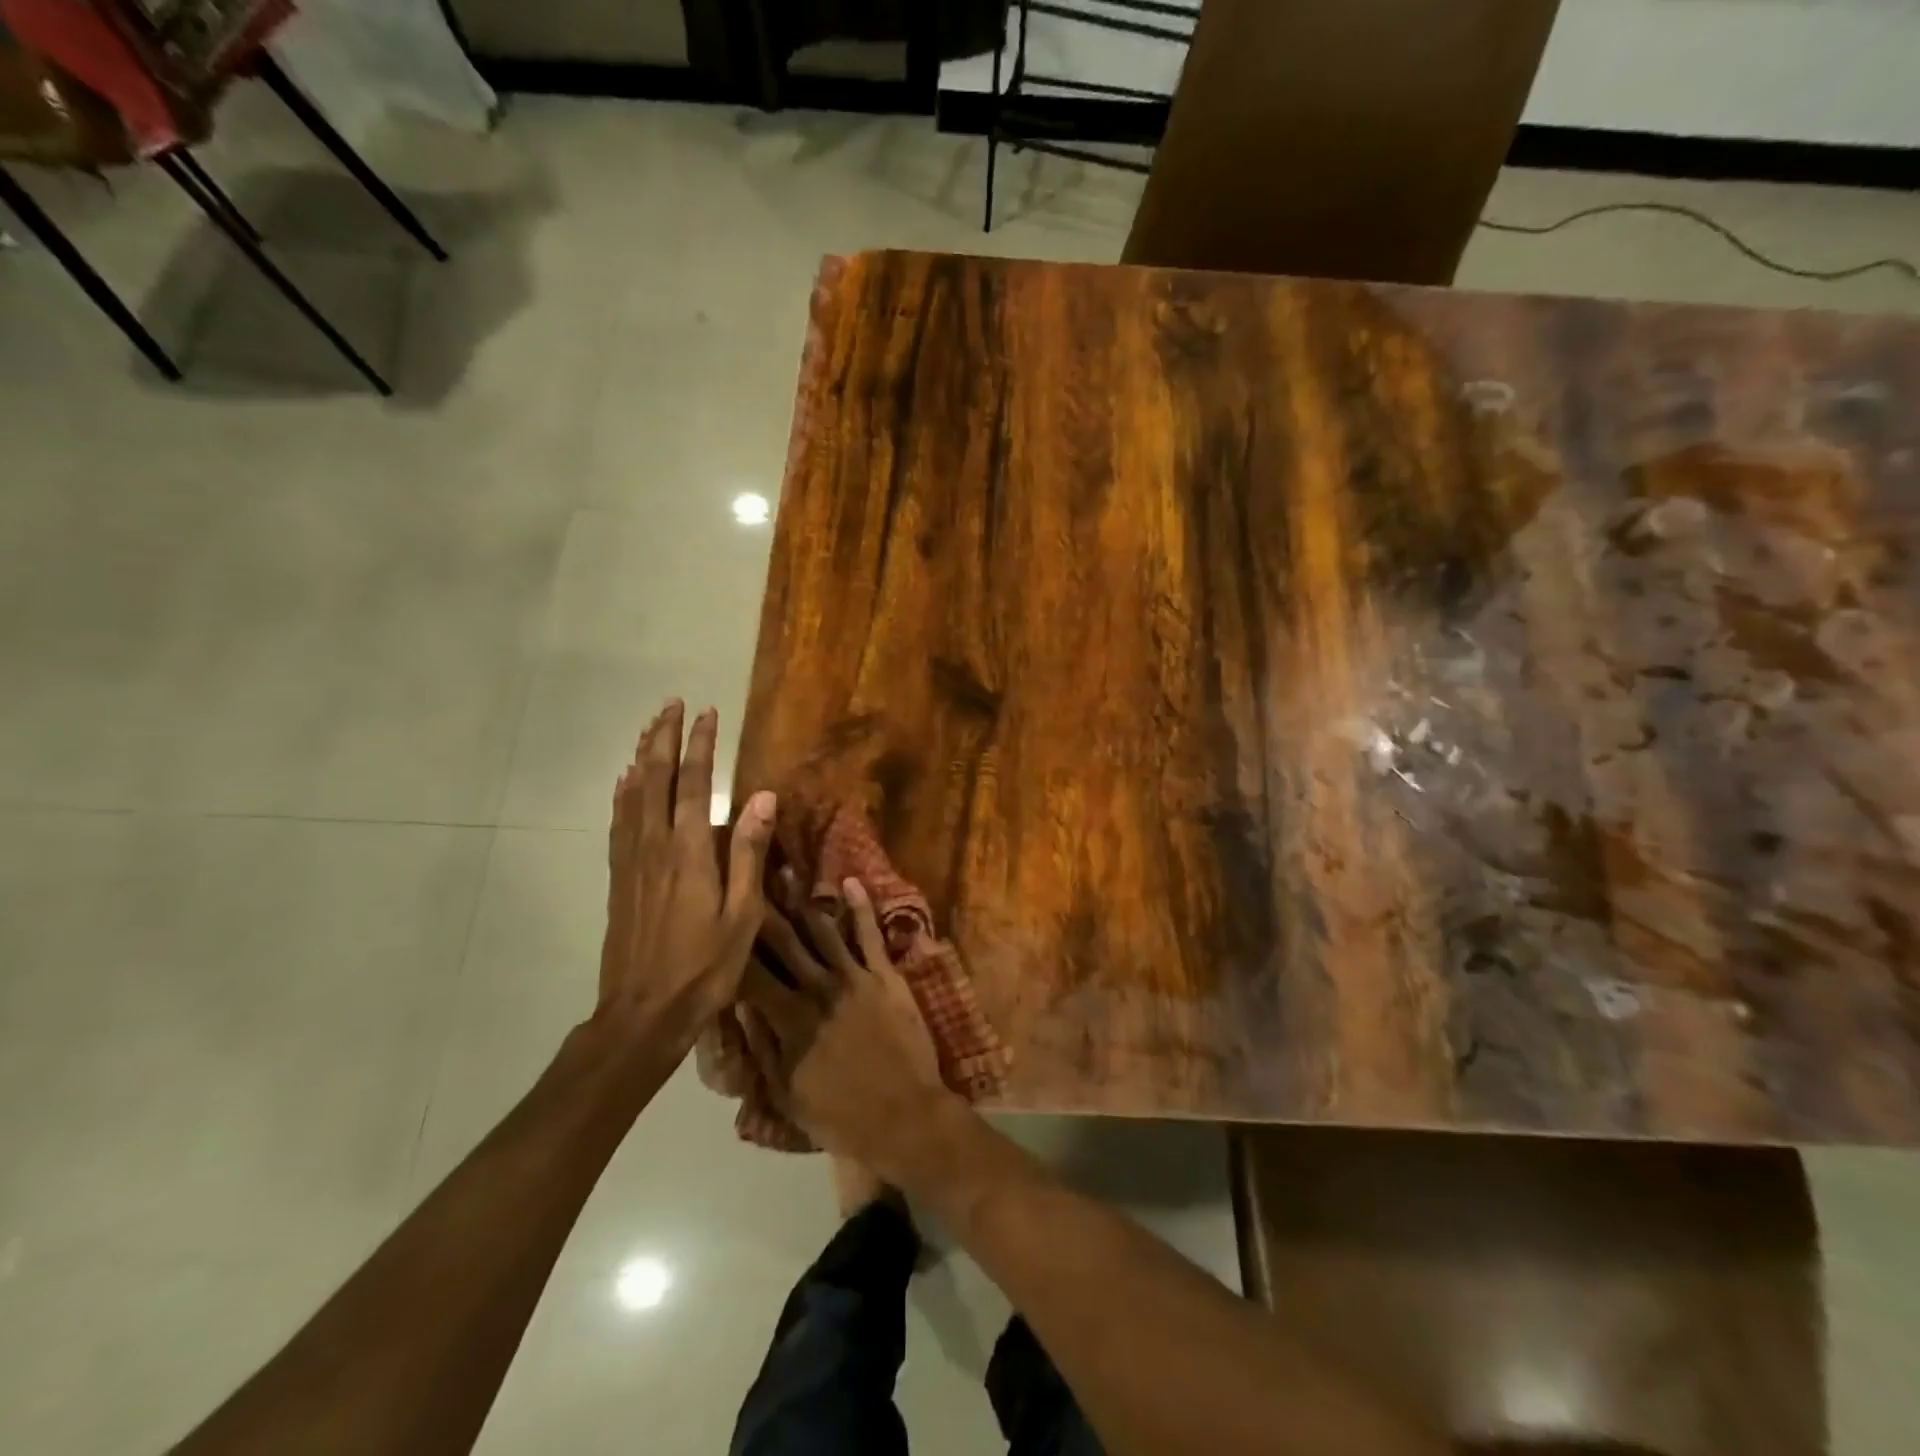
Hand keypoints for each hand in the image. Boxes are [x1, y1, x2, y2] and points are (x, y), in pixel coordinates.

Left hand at [599, 700, 775, 1043]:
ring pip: (632, 794)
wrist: (642, 1013)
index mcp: (688, 851)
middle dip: (663, 737)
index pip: (693, 782)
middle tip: (670, 703)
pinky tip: (624, 783)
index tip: (706, 712)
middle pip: (654, 777)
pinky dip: (622, 794)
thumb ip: (748, 851)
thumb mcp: (742, 913)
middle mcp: (654, 845)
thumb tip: (763, 796)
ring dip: (641, 757)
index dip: (699, 744)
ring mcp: (631, 862)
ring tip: (648, 729)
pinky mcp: (620, 879)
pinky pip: (618, 822)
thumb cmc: (704, 966)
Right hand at [739, 879, 957, 1180]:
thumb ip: (761, 1048)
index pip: (751, 974)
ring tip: (787, 870)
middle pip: (784, 942)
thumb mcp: (787, 1094)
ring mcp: (854, 978)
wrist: (905, 1117)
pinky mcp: (886, 976)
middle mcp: (817, 989)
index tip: (719, 916)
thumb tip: (738, 1006)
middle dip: (765, 908)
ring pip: (822, 930)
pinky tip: (850, 882)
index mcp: (789, 1020)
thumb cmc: (841, 1116)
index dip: (733, 946)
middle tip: (748, 876)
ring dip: (803, 900)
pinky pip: (870, 935)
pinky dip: (861, 907)